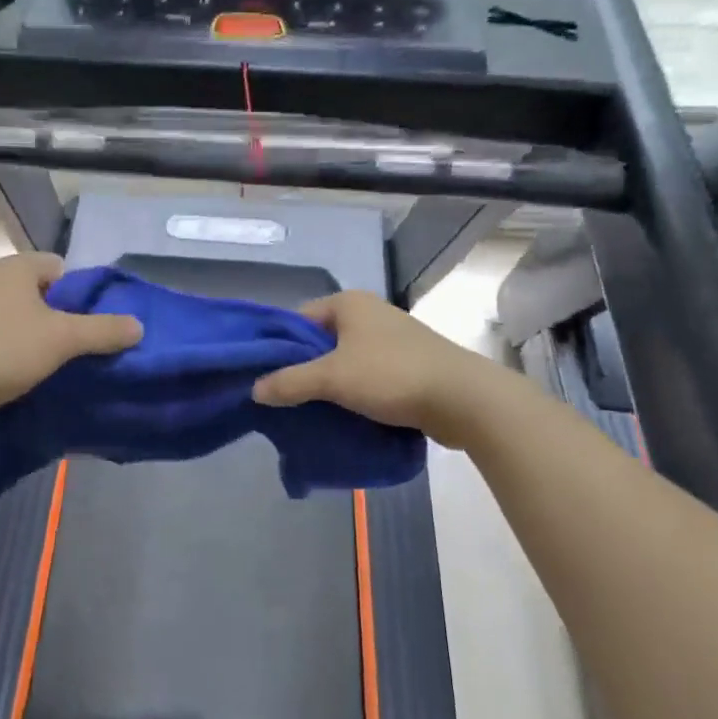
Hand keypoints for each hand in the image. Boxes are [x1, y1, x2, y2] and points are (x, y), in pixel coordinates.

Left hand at [0, 254, 141, 422]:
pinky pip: (4, 335)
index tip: (90, 323)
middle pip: (44, 293)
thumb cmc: (5, 350)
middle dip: (63, 316)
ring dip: (41, 335)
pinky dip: (19, 349)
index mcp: (15, 267)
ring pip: (24, 316)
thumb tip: (138, 326)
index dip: (80, 293)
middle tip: (79, 345)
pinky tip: (27, 372)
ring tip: (57, 362)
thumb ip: (104, 330)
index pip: (61, 267)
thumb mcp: (63, 339)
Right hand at [252, 290, 488, 435]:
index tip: (267, 378)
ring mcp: (391, 338)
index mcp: (348, 303)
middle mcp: (369, 314)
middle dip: (303, 370)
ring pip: (344, 361)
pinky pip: (367, 375)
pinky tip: (345, 415)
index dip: (279, 348)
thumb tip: (254, 390)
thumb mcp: (331, 378)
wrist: (463, 399)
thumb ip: (289, 382)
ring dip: (329, 385)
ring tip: (311, 412)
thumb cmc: (391, 375)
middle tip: (285, 400)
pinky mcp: (407, 364)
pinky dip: (354, 392)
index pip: (298, 320)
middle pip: (320, 342)